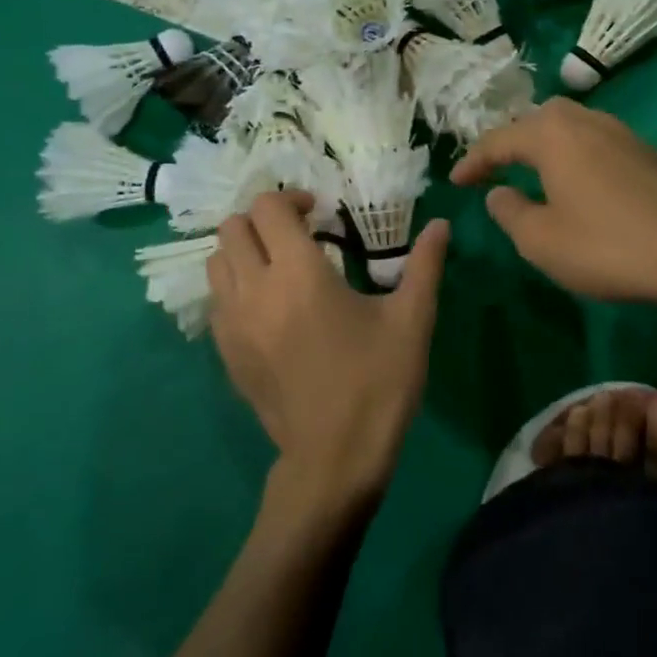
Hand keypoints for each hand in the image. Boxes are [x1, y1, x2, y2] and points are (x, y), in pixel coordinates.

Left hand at [208, 191, 450, 508]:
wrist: (335, 457)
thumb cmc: (378, 382)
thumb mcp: (412, 320)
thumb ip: (425, 265)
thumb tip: (441, 224)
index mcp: (298, 274)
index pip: (268, 209)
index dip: (292, 199)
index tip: (320, 213)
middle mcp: (254, 290)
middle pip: (232, 228)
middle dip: (264, 220)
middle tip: (298, 234)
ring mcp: (232, 324)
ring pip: (216, 262)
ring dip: (244, 251)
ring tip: (279, 265)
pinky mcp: (225, 353)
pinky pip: (216, 300)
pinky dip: (235, 286)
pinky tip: (269, 305)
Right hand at [449, 98, 656, 305]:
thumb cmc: (606, 246)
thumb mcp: (541, 240)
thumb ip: (510, 212)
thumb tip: (498, 193)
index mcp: (553, 136)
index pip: (500, 140)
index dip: (474, 161)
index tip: (455, 181)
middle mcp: (586, 122)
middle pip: (538, 119)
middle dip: (512, 140)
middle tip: (495, 168)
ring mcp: (621, 133)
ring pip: (570, 125)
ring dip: (544, 143)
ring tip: (532, 171)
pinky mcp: (645, 152)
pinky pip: (595, 140)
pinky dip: (573, 152)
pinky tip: (577, 181)